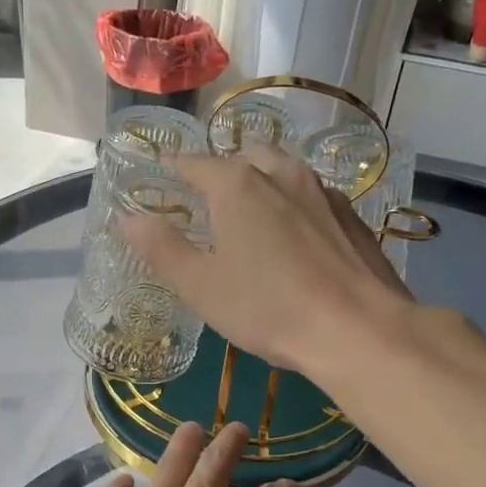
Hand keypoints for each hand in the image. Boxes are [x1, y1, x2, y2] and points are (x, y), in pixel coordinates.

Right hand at [120, 147, 413, 378]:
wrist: (358, 329)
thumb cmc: (267, 307)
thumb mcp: (200, 285)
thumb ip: (161, 247)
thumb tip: (127, 216)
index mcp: (236, 184)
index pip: (193, 163)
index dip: (174, 168)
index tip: (162, 174)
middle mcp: (280, 173)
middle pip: (242, 157)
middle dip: (222, 170)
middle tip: (208, 197)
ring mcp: (321, 191)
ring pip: (281, 171)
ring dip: (261, 180)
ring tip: (251, 209)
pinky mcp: (350, 214)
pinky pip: (310, 195)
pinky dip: (292, 202)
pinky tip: (295, 233)